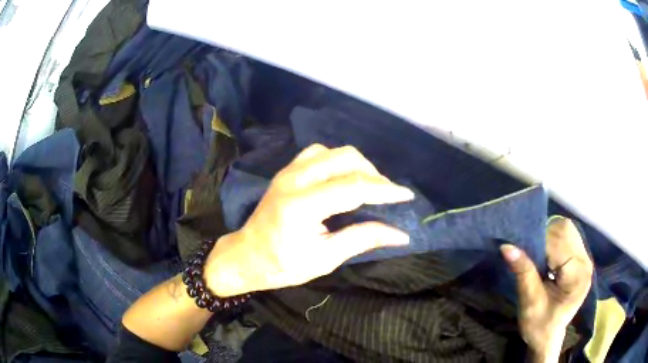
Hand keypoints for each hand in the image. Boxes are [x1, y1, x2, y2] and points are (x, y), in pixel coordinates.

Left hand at [205, 144, 412, 296]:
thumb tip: (400, 234)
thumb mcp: (324, 259)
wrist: (246, 256)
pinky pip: (319, 153)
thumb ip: (362, 240)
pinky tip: (343, 178)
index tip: (407, 196)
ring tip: (368, 187)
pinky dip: (338, 161)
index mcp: (302, 205)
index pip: (354, 188)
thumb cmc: (282, 265)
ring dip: (357, 165)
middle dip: (373, 174)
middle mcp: (295, 179)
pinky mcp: (286, 171)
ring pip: (333, 151)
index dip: (385, 190)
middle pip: (346, 158)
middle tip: (386, 196)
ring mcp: (288, 171)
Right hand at [500, 217, 593, 362]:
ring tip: (538, 255)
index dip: (539, 242)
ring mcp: (585, 258)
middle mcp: (586, 261)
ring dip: (548, 236)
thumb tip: (506, 246)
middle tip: (530, 253)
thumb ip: (523, 272)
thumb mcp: (529, 302)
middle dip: (544, 236)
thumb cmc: (539, 326)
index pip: (560, 242)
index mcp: (577, 274)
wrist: (548, 338)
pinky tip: (545, 255)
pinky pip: (567, 236)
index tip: (522, 250)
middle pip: (566, 229)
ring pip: (566, 229)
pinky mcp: (580, 258)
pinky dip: (553, 240)